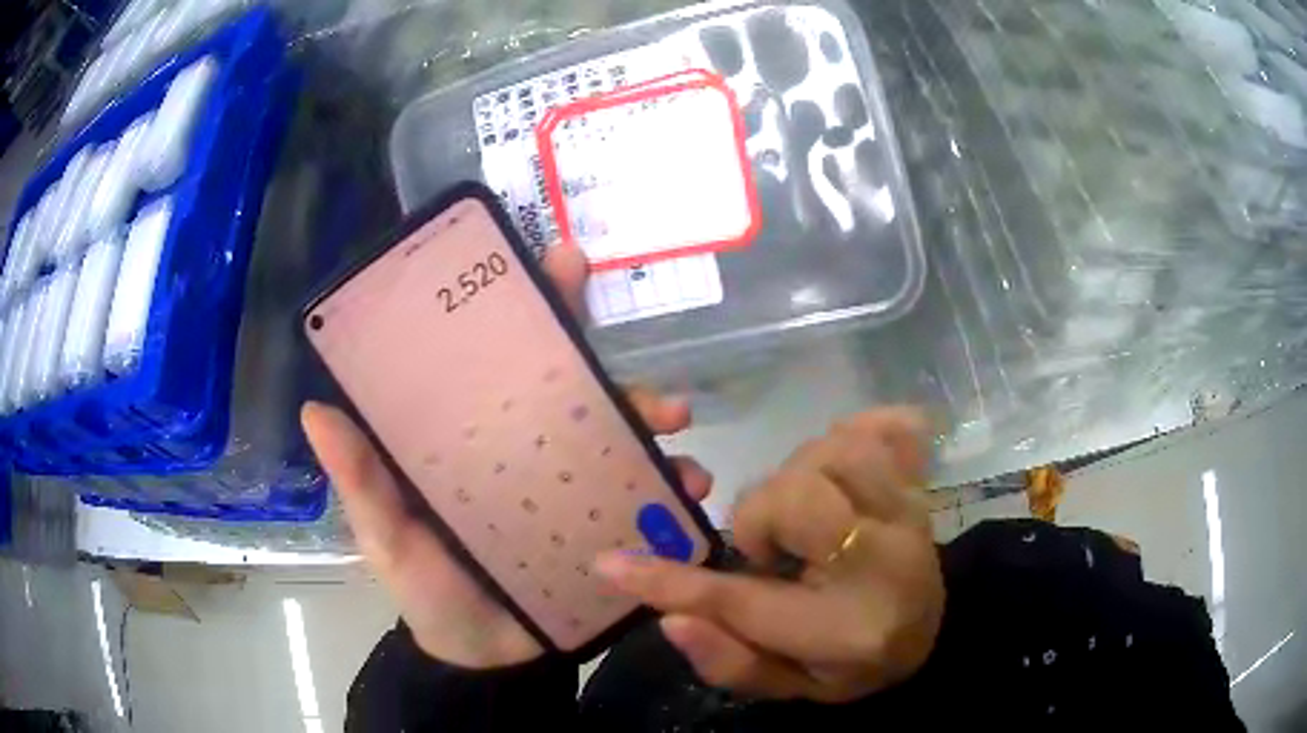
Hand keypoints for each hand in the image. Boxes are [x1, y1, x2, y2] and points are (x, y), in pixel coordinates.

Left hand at [301, 245, 712, 668]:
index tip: (563, 262)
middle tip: (652, 388)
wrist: (480, 659)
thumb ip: (361, 482)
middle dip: (618, 374)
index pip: (503, 359)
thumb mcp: (386, 535)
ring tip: (675, 435)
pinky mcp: (601, 528)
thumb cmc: (427, 591)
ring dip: (654, 427)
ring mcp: (570, 488)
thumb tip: (315, 411)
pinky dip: (670, 489)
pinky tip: (689, 494)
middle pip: (577, 391)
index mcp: (475, 437)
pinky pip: (642, 499)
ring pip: (620, 439)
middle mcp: (528, 450)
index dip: (533, 305)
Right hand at [596, 407, 942, 702]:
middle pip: (800, 498)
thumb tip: (669, 619)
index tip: (611, 564)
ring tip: (809, 513)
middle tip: (772, 549)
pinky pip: (890, 429)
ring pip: (838, 452)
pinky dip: (859, 432)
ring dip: (803, 475)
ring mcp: (909, 513)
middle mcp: (885, 563)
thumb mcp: (790, 685)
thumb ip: (731, 661)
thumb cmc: (851, 664)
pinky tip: (846, 468)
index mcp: (846, 631)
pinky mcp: (919, 482)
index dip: (668, 583)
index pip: (742, 606)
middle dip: (764, 516)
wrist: (926, 634)